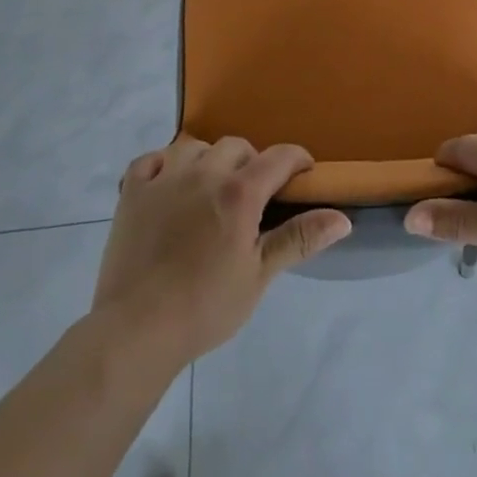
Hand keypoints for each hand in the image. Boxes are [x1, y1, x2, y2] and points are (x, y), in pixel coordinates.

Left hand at [91, 136, 351, 364]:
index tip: (303, 174)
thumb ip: (298, 239)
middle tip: (251, 195)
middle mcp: (204, 172)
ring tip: (209, 189)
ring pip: (195, 146)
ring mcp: (165, 177)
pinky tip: (167, 187)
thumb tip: (343, 217)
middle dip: (250, 162)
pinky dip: (163, 166)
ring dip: (208, 160)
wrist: (136, 331)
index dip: (297, 160)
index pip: (279, 157)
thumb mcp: (259, 276)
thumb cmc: (205, 307)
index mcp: (239, 192)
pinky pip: (152, 159)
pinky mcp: (133, 190)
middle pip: (236, 146)